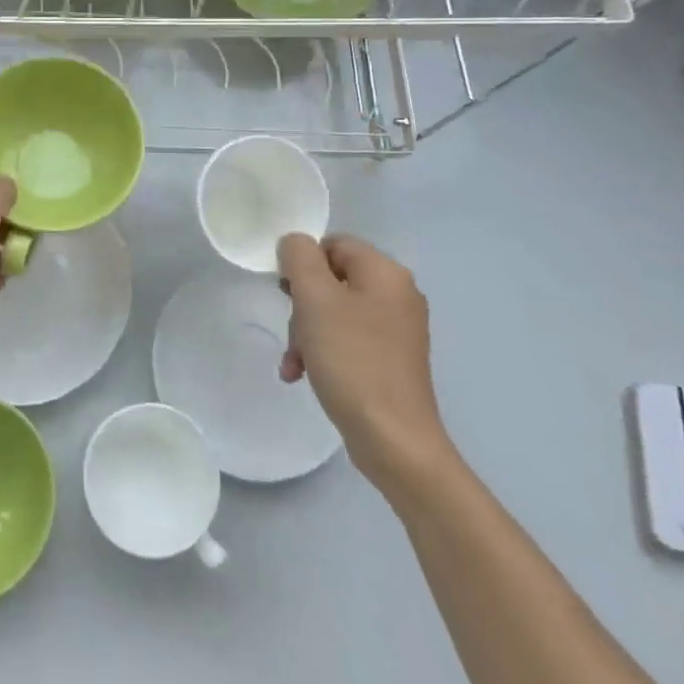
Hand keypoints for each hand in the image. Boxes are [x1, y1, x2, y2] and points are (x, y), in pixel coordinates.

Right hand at [277, 233, 453, 495]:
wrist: (393, 439)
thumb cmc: (351, 360)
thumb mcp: (315, 298)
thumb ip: (299, 257)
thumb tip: (296, 244)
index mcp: (386, 272)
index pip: (333, 244)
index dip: (302, 263)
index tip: (285, 293)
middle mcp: (398, 294)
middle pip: (332, 279)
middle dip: (302, 304)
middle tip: (291, 332)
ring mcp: (398, 330)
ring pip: (335, 312)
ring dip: (306, 332)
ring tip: (294, 363)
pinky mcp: (392, 360)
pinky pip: (348, 340)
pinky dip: (323, 352)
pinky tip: (304, 375)